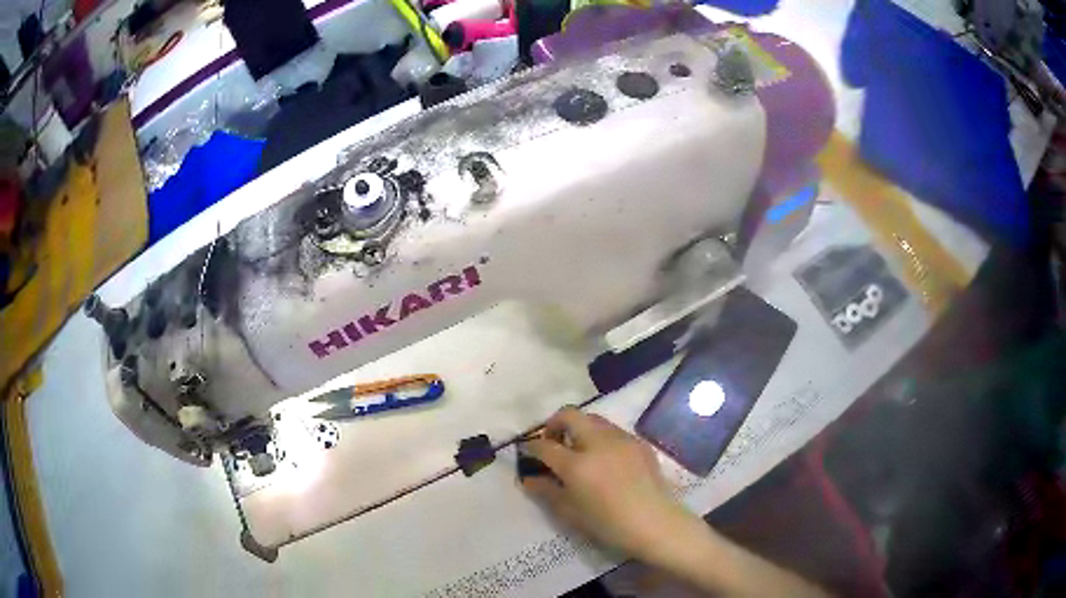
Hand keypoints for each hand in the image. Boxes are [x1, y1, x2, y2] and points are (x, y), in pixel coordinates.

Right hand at [519, 406, 691, 560]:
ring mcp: (621, 439)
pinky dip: (601, 437)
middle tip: (553, 443)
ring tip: (580, 451)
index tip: (528, 452)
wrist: (655, 523)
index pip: (545, 445)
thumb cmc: (608, 524)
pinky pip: (613, 431)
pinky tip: (605, 460)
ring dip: (579, 428)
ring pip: (593, 419)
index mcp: (577, 464)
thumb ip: (547, 491)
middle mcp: (598, 443)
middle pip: (569, 415)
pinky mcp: (639, 442)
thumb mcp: (570, 513)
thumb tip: (529, 478)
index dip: (531, 447)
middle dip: (554, 424)